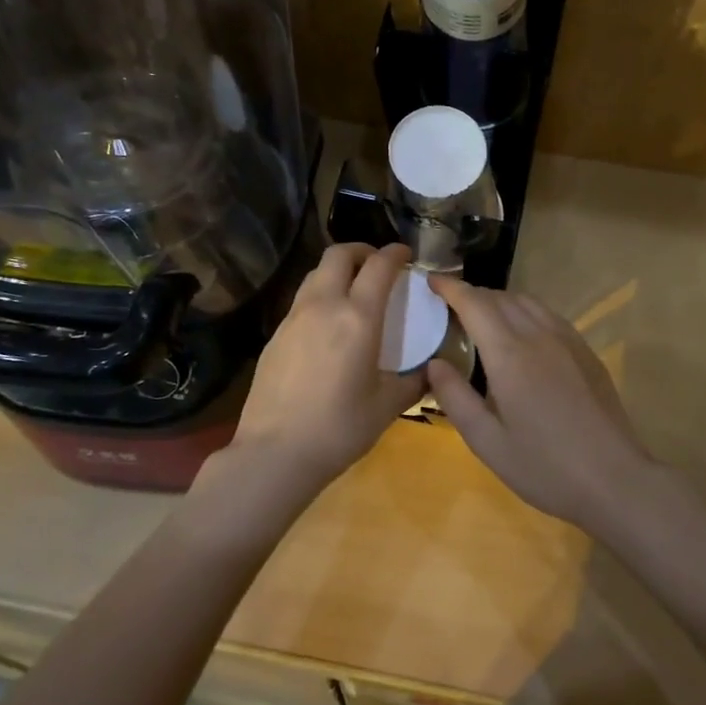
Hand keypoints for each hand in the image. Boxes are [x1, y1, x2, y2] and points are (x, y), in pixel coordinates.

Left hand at [229, 243, 426, 490]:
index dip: (395, 253)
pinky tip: (328, 325)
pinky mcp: (275, 335)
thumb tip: (431, 371)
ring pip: (315, 274)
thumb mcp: (387, 406)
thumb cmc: (339, 428)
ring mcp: (294, 318)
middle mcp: (324, 305)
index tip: (406, 255)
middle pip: (339, 255)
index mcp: (358, 317)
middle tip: (378, 266)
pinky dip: (320, 296)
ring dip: (337, 271)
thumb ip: (414, 382)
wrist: (275, 453)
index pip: (379, 266)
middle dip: (362, 251)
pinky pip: (302, 300)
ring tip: (353, 291)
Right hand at [426, 275, 652, 529]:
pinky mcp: (585, 351)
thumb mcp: (487, 442)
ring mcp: (567, 340)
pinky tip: (520, 334)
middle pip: (500, 298)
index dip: (450, 287)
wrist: (614, 478)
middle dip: (471, 294)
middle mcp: (538, 335)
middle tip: (448, 306)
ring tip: (481, 317)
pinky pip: (548, 315)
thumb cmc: (544, 466)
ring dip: (499, 300)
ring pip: (527, 302)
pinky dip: (524, 311)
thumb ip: (455, 397)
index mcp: (509, 354)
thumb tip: (434, 363)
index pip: (474, 304)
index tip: (430, 281)